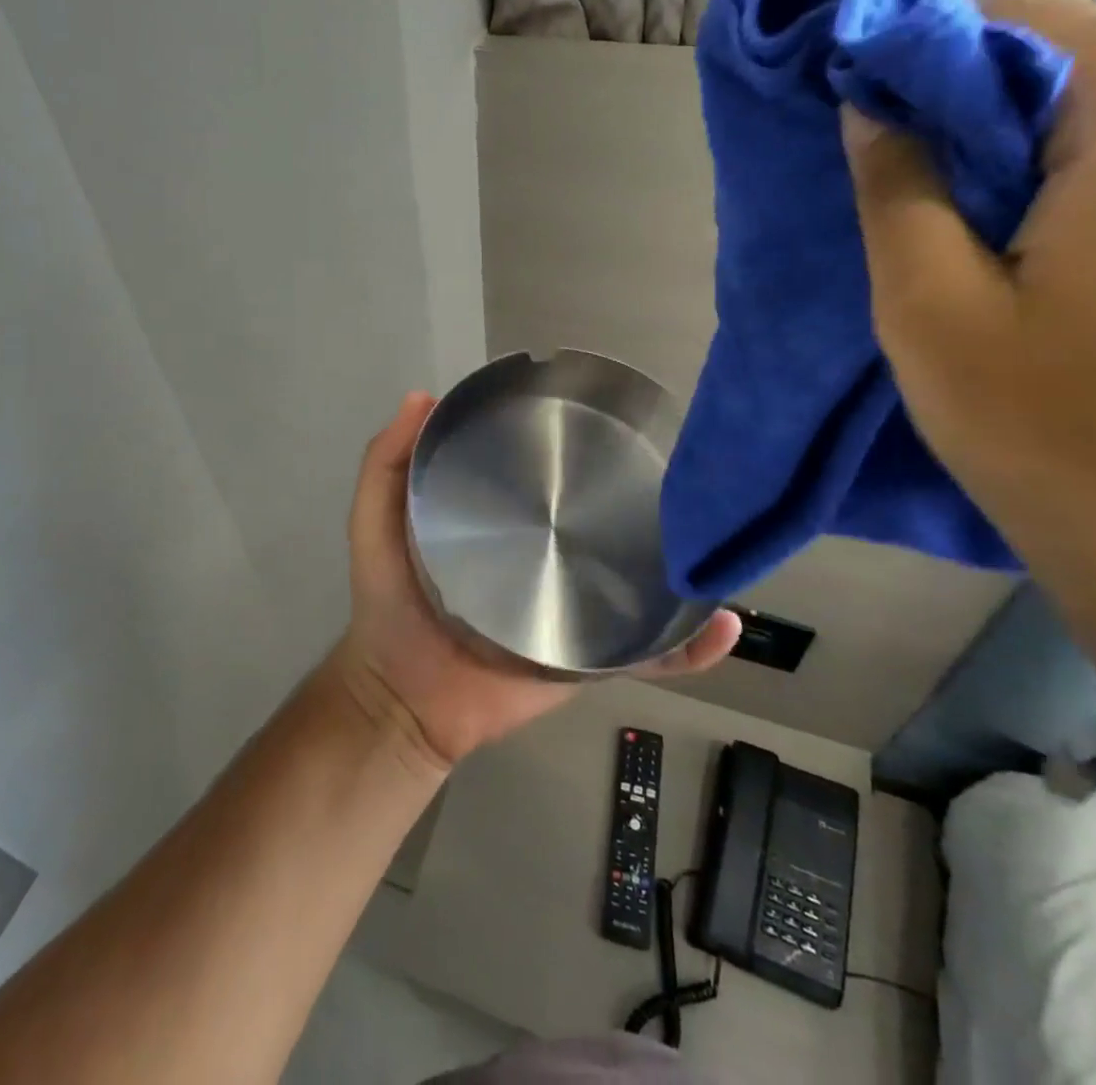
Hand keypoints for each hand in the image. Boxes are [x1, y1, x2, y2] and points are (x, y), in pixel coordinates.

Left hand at [330, 392, 740, 768]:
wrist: (405, 699)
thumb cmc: (389, 605)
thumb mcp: (375, 521)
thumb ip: (386, 462)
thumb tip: (419, 395)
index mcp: (511, 521)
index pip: (555, 476)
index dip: (579, 446)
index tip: (609, 412)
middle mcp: (553, 556)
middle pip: (609, 523)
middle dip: (649, 496)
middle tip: (685, 468)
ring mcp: (578, 607)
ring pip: (643, 581)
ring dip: (684, 564)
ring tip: (720, 533)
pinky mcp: (592, 658)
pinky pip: (649, 653)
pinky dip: (690, 646)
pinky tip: (720, 623)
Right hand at [843, 0, 1095, 689]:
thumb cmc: (1058, 429)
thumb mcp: (931, 306)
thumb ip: (896, 186)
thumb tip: (868, 103)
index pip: (1018, 16)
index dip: (918, 50)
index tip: (850, 109)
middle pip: (1066, 62)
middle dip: (960, 106)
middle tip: (882, 180)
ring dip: (1009, 153)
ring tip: (939, 225)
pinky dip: (1066, 185)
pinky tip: (1019, 253)